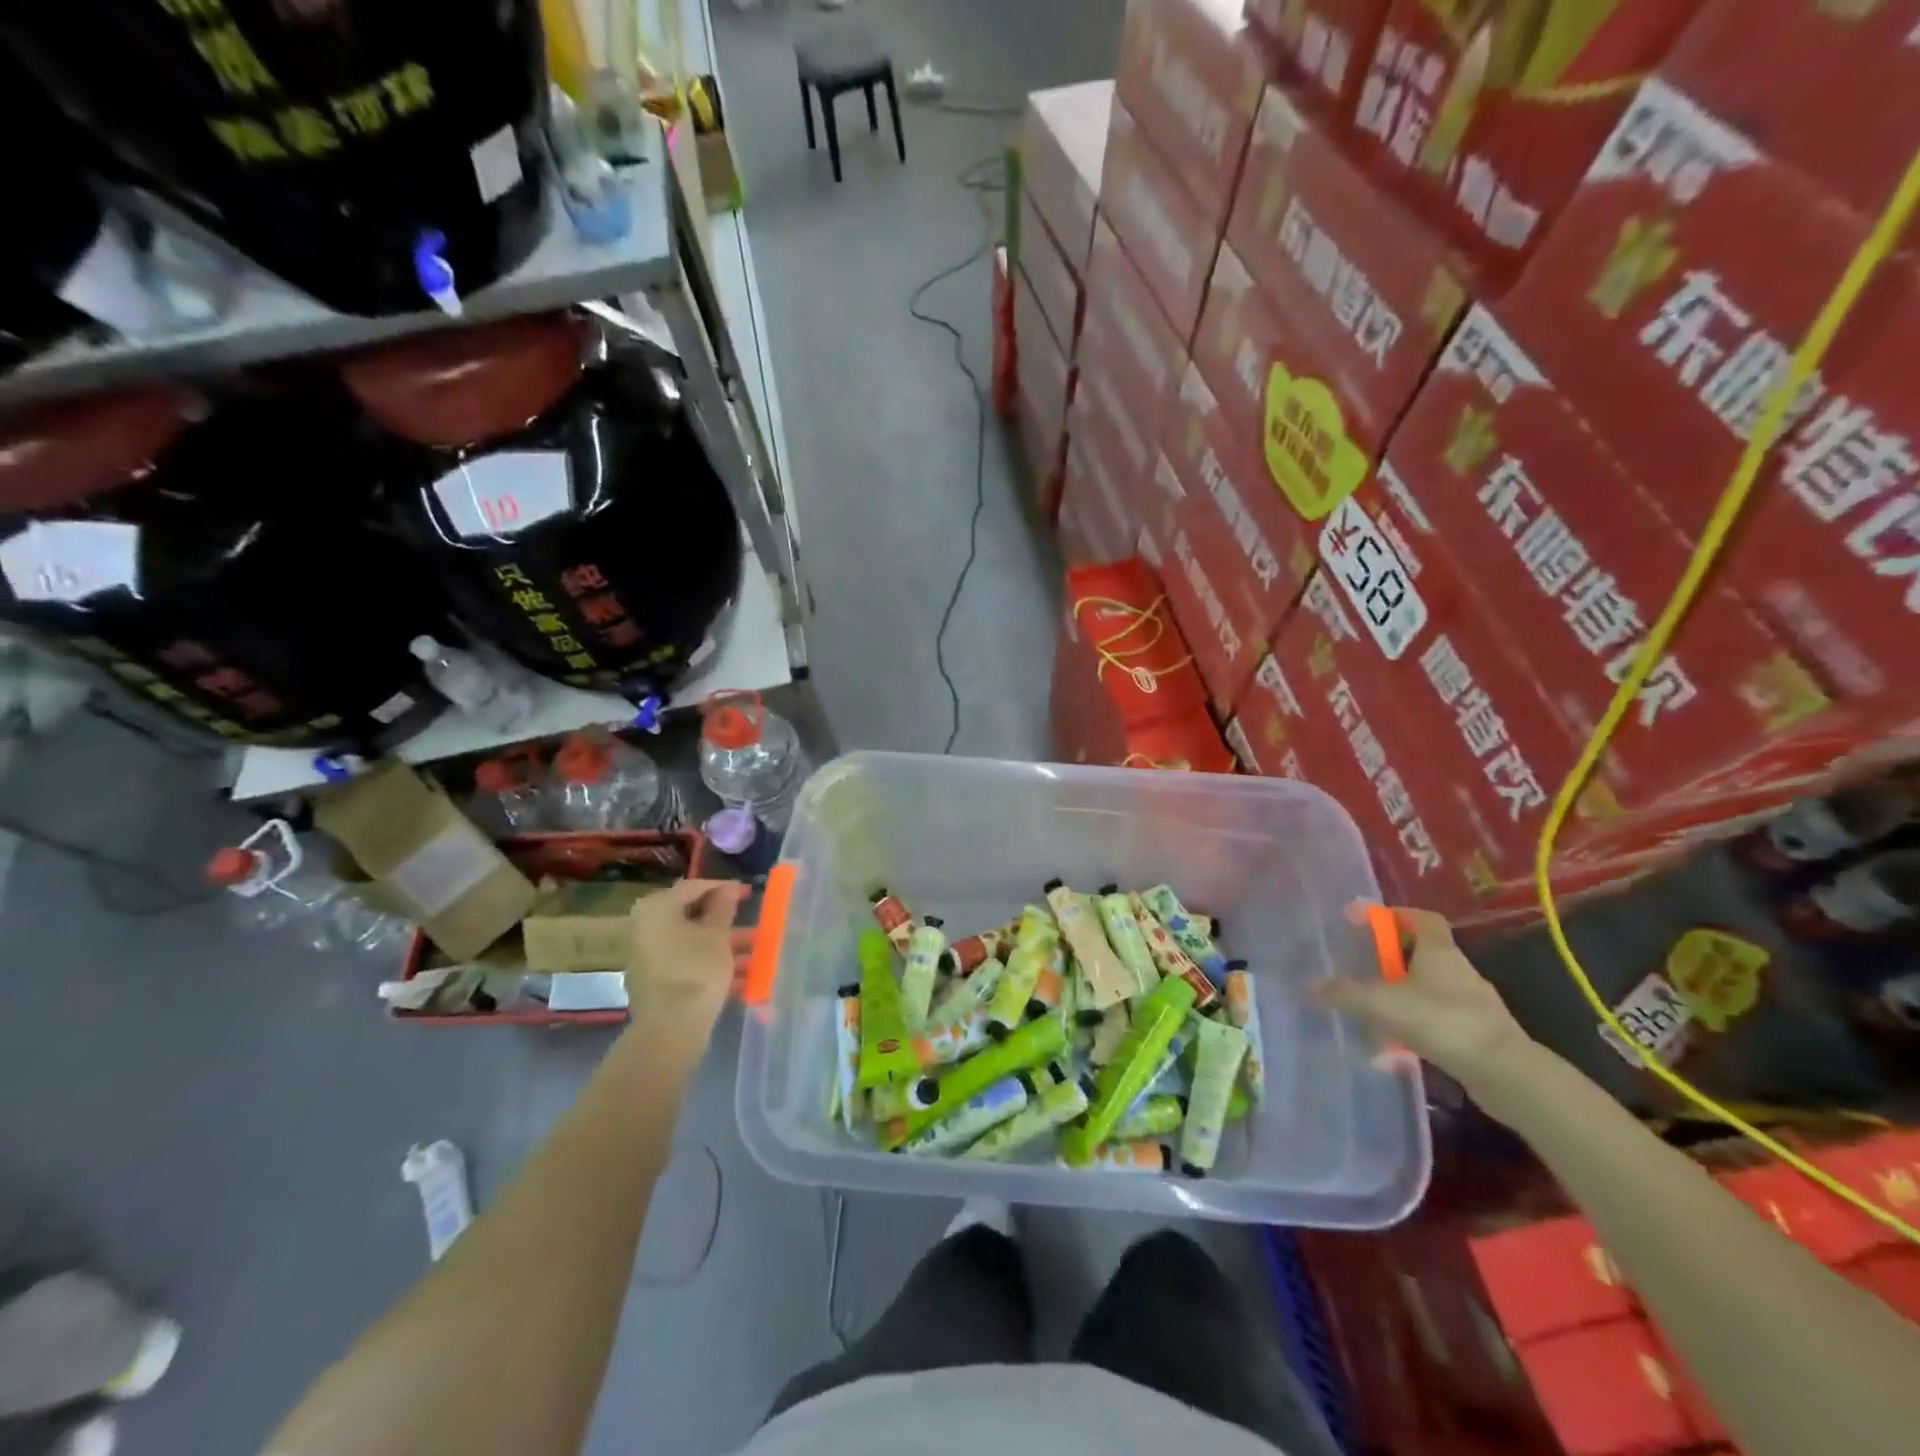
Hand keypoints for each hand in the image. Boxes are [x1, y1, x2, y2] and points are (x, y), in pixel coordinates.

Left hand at [627, 879, 752, 1024]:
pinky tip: (744, 978)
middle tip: (755, 924)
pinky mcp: (656, 984)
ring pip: (693, 945)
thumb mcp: (717, 935)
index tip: (748, 893)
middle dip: (727, 924)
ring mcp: (648, 958)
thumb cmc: (696, 969)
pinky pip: (688, 965)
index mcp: (656, 909)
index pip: (693, 888)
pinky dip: (713, 967)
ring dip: (726, 948)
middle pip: (693, 918)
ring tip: (759, 955)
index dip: (723, 888)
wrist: (670, 1028)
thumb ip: (723, 907)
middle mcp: (646, 929)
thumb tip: (726, 889)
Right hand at [1315, 903, 1534, 1100]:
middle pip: (1423, 954)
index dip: (1396, 914)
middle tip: (1363, 969)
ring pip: (1430, 989)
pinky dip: (1417, 1025)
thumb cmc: (1441, 1021)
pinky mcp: (1479, 1034)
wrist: (1505, 1073)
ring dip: (1403, 996)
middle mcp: (1460, 971)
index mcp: (1440, 951)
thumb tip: (1312, 986)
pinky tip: (1398, 1046)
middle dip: (1392, 960)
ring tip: (1374, 1013)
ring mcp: (1474, 1004)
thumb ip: (1344, 993)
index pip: (1423, 918)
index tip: (1368, 921)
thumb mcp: (1381, 1003)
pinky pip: (1440, 1020)